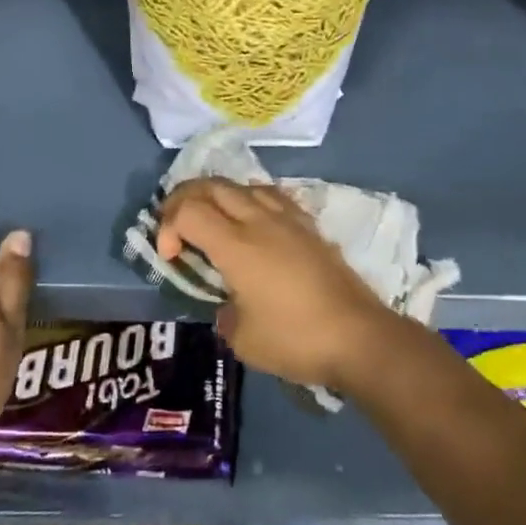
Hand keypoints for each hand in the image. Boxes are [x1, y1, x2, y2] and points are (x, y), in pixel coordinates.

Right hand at [156, 179, 390, 389]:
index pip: (189, 211)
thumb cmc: (295, 339)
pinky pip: (270, 195)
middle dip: (184, 199)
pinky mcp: (308, 225)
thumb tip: (228, 304)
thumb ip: (224, 314)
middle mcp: (259, 220)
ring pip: (242, 184)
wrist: (357, 335)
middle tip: (176, 227)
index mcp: (236, 245)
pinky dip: (249, 200)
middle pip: (211, 185)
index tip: (170, 257)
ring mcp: (287, 218)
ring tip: (212, 221)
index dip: (168, 226)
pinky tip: (252, 223)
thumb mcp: (243, 339)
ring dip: (218, 196)